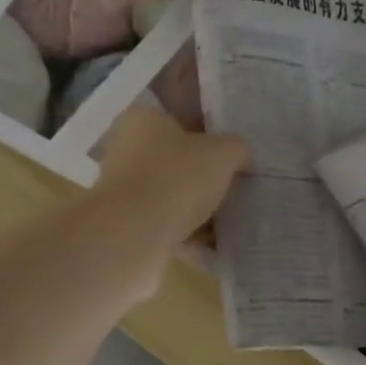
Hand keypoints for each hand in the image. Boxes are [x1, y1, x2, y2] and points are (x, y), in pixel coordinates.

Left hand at [86, 108, 247, 290]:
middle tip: (238, 188)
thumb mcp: (222, 153)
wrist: (133, 235)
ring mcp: (124, 190)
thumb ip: (237, 149)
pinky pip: (167, 225)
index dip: (214, 136)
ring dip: (199, 207)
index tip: (236, 156)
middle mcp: (128, 150)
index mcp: (144, 120)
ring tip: (231, 220)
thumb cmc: (176, 179)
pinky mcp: (127, 224)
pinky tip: (214, 244)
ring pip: (173, 195)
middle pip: (178, 161)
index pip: (184, 120)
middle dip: (207, 176)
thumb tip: (241, 157)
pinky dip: (189, 233)